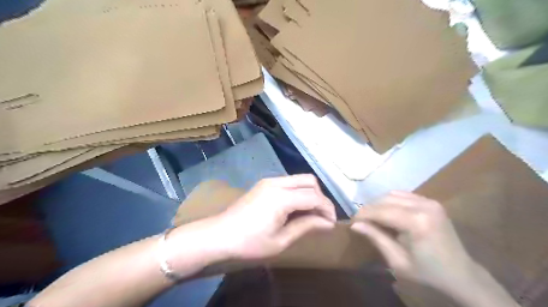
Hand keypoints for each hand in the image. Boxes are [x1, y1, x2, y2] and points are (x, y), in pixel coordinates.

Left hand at [211, 175, 336, 258]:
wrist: (219, 235)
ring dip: (309, 193)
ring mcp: (269, 181)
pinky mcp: (264, 184)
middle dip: (320, 197)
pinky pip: (288, 182)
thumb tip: (328, 223)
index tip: (331, 224)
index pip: (315, 196)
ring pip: (299, 179)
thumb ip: (306, 226)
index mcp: (282, 197)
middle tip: (321, 217)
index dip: (327, 209)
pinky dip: (298, 192)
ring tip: (309, 214)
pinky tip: (294, 208)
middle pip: (310, 180)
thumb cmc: (250, 243)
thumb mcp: (281, 240)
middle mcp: (277, 183)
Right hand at [351, 190, 475, 292]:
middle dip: (369, 209)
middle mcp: (423, 205)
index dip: (363, 215)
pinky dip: (391, 202)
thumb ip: (376, 238)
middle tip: (360, 221)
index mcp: (416, 222)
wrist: (461, 275)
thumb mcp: (397, 261)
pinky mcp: (431, 202)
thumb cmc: (428, 273)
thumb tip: (354, 225)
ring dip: (379, 204)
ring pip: (393, 195)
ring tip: (372, 218)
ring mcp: (429, 201)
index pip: (380, 211)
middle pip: (385, 199)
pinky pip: (403, 196)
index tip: (351, 222)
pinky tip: (388, 213)